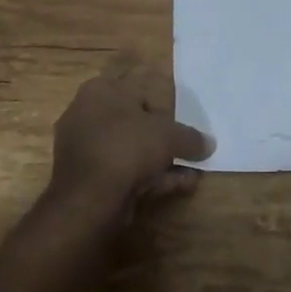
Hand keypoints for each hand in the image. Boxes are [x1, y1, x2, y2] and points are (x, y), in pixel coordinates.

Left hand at [47, 59, 212, 223]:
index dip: (165, 109)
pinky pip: (121, 173)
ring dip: (159, 163)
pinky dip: (147, 179)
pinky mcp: (83, 181)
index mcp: (100, 90)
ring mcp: (82, 150)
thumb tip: (209, 143)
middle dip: (162, 141)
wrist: (88, 201)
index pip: (139, 91)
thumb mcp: (169, 136)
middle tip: (185, 152)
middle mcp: (85, 114)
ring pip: (129, 152)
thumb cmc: (127, 148)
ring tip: (189, 175)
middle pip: (134, 124)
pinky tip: (176, 188)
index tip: (180, 128)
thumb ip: (190, 138)